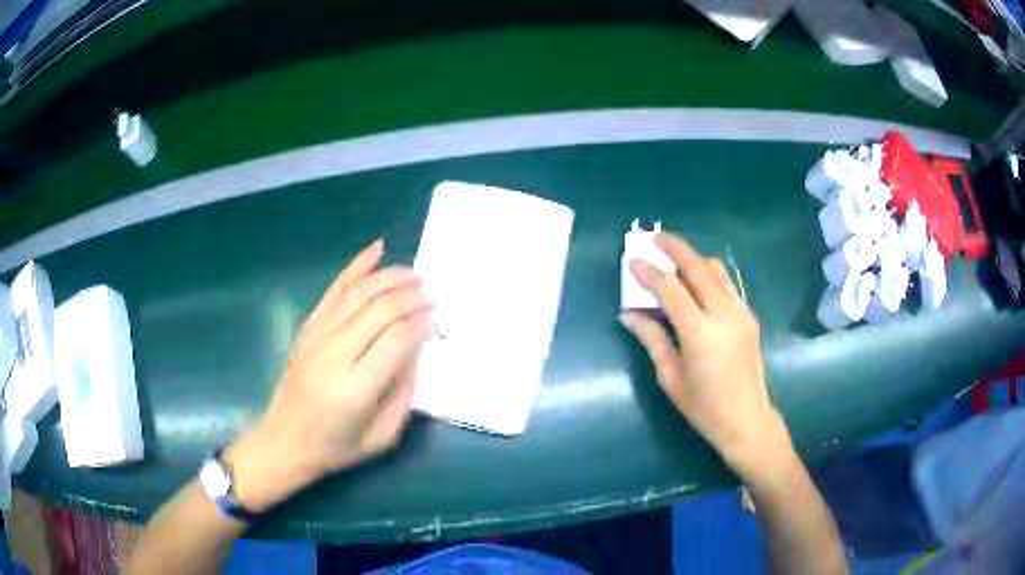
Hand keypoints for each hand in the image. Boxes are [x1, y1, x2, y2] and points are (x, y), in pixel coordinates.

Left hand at [224, 240, 432, 511]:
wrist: (284, 440)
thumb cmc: (336, 446)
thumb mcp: (381, 436)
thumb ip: (403, 393)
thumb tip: (416, 349)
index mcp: (355, 389)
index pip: (395, 341)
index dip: (420, 323)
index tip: (437, 316)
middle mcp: (334, 356)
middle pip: (378, 311)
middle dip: (410, 296)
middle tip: (432, 293)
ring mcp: (317, 337)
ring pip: (358, 294)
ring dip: (390, 278)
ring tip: (415, 274)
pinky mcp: (308, 328)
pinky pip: (335, 290)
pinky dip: (356, 267)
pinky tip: (377, 250)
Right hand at [619, 233, 790, 478]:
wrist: (747, 420)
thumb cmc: (704, 407)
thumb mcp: (671, 378)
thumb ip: (652, 340)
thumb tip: (629, 315)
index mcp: (700, 333)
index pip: (670, 290)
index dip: (649, 273)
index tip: (632, 261)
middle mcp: (723, 315)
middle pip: (698, 268)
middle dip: (676, 248)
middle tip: (655, 238)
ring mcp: (740, 313)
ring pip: (717, 271)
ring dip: (694, 259)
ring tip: (675, 258)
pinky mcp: (749, 317)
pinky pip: (728, 285)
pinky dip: (710, 275)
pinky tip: (698, 284)